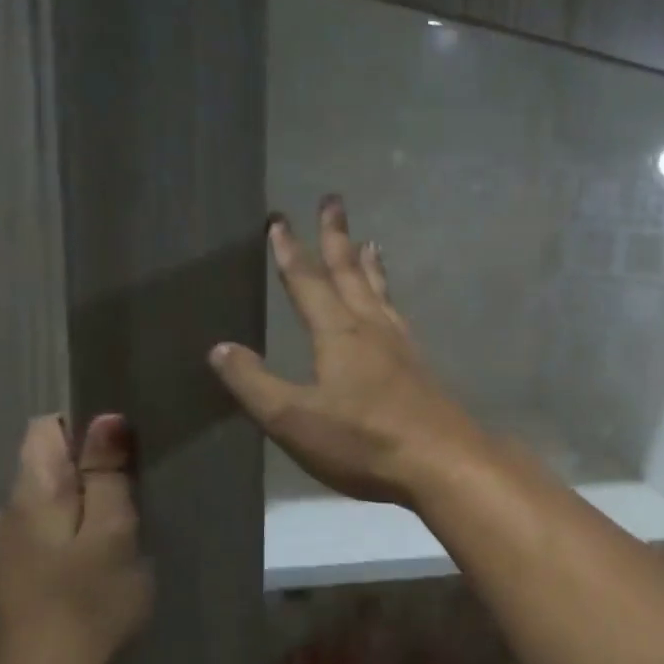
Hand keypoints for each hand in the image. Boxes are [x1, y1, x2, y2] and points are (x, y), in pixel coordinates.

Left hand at [0, 414, 154, 663]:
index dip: (86, 430)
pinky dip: (68, 543)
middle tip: (136, 503)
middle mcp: (2, 517)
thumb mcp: (114, 535)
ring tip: (121, 539)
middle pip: (46, 469)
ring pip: (45, 509)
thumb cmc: (89, 608)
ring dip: (82, 512)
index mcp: (28, 497)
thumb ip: (107, 475)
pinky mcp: (5, 587)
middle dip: (90, 475)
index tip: (126, 455)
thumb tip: (105, 418)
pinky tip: (94, 573)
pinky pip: (40, 542)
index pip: (45, 429)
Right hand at [208, 197, 489, 506]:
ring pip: (380, 294)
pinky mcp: (421, 368)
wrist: (442, 462)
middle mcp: (372, 329)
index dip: (290, 251)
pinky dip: (389, 299)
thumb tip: (220, 348)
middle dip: (336, 238)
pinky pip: (398, 317)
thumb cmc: (363, 441)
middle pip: (350, 273)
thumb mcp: (294, 418)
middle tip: (334, 201)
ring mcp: (402, 347)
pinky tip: (393, 311)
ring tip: (370, 242)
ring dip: (370, 266)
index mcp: (338, 334)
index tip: (279, 219)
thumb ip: (255, 383)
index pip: (307, 282)